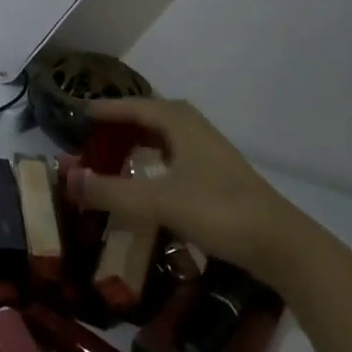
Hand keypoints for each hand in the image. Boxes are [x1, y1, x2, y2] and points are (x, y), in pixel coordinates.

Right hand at [66, 99, 320, 288]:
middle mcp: (195, 130)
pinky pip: (177, 155)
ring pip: (167, 137)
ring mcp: (211, 153)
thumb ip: (111, 192)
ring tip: (115, 154)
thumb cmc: (218, 211)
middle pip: (152, 116)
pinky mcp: (220, 177)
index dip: (106, 108)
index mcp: (180, 123)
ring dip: (141, 141)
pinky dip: (157, 160)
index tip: (79, 111)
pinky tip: (149, 181)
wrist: (282, 245)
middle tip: (94, 134)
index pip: (134, 106)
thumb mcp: (158, 202)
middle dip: (123, 122)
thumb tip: (68, 180)